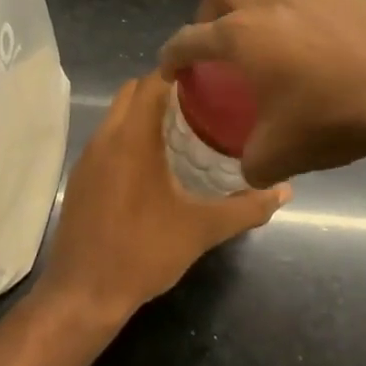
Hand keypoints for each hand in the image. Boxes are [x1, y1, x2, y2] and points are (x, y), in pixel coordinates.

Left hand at [40, 73, 289, 322]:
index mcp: (132, 139)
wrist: (82, 295)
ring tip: (184, 127)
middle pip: (131, 92)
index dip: (179, 70)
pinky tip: (154, 161)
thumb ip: (246, 207)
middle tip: (202, 101)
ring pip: (116, 115)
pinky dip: (128, 134)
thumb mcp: (201, 230)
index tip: (210, 75)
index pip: (152, 82)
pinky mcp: (80, 177)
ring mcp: (87, 158)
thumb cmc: (143, 253)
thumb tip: (285, 190)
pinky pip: (107, 138)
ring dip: (144, 112)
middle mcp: (105, 138)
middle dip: (163, 88)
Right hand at [158, 0, 365, 187]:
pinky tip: (319, 42)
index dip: (172, 55)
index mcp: (241, 37)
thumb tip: (250, 168)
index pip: (188, 39)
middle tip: (215, 41)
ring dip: (258, 1)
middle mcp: (268, 4)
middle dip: (208, 13)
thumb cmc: (331, 120)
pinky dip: (302, 11)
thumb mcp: (279, 156)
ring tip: (268, 32)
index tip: (171, 70)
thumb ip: (251, 162)